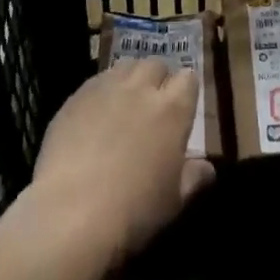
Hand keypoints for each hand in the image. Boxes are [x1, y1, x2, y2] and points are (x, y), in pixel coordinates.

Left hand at [29, 59, 214, 266]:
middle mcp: (142, 88)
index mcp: (173, 109)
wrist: (71, 214)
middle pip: (156, 65)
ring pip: (126, 66)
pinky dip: (101, 91)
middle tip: (152, 107)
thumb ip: (193, 178)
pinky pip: (96, 81)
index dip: (185, 92)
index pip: (188, 79)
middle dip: (157, 80)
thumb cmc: (133, 211)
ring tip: (124, 104)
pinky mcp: (77, 96)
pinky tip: (94, 116)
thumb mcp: (173, 201)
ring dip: (130, 80)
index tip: (181, 110)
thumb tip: (207, 168)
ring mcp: (107, 88)